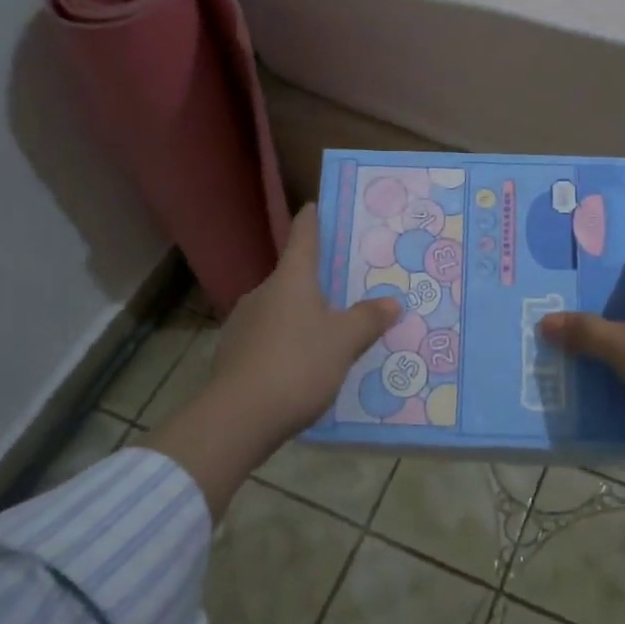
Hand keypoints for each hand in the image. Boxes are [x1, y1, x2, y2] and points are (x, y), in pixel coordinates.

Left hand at [207, 203, 401, 446]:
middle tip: (346, 291)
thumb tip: (391, 301)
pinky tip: (302, 369)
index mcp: (290, 280)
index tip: (316, 205)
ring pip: (281, 312)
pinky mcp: (233, 355)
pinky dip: (287, 346)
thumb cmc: (297, 366)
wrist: (237, 418)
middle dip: (318, 284)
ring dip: (302, 319)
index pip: (302, 237)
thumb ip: (368, 319)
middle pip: (293, 278)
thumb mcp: (344, 342)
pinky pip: (269, 341)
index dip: (312, 220)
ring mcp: (243, 324)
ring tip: (330, 337)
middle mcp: (263, 294)